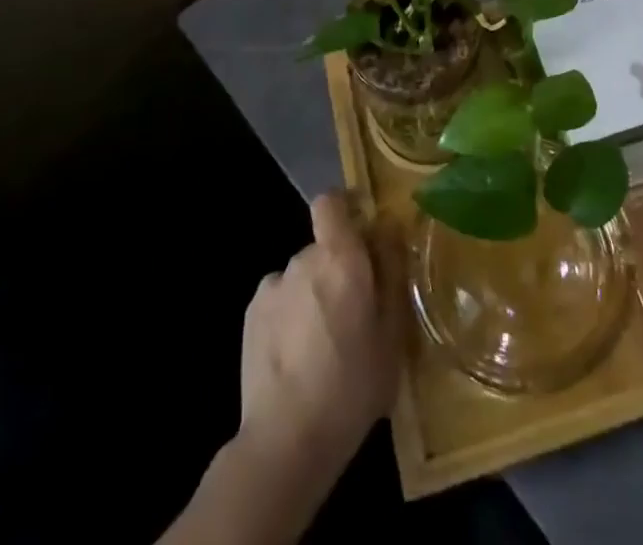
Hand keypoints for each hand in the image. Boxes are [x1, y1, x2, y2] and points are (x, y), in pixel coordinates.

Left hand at [237, 192, 400, 487]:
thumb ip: (392, 273)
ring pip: (301, 276)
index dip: (345, 208)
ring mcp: (272, 286)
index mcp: (340, 257)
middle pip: (323, 247)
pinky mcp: (251, 316)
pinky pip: (280, 300)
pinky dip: (290, 316)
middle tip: (355, 312)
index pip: (332, 202)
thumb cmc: (352, 385)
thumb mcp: (392, 333)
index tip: (362, 231)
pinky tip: (297, 356)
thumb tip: (388, 229)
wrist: (286, 440)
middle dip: (338, 268)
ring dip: (313, 294)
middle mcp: (303, 259)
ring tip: (323, 344)